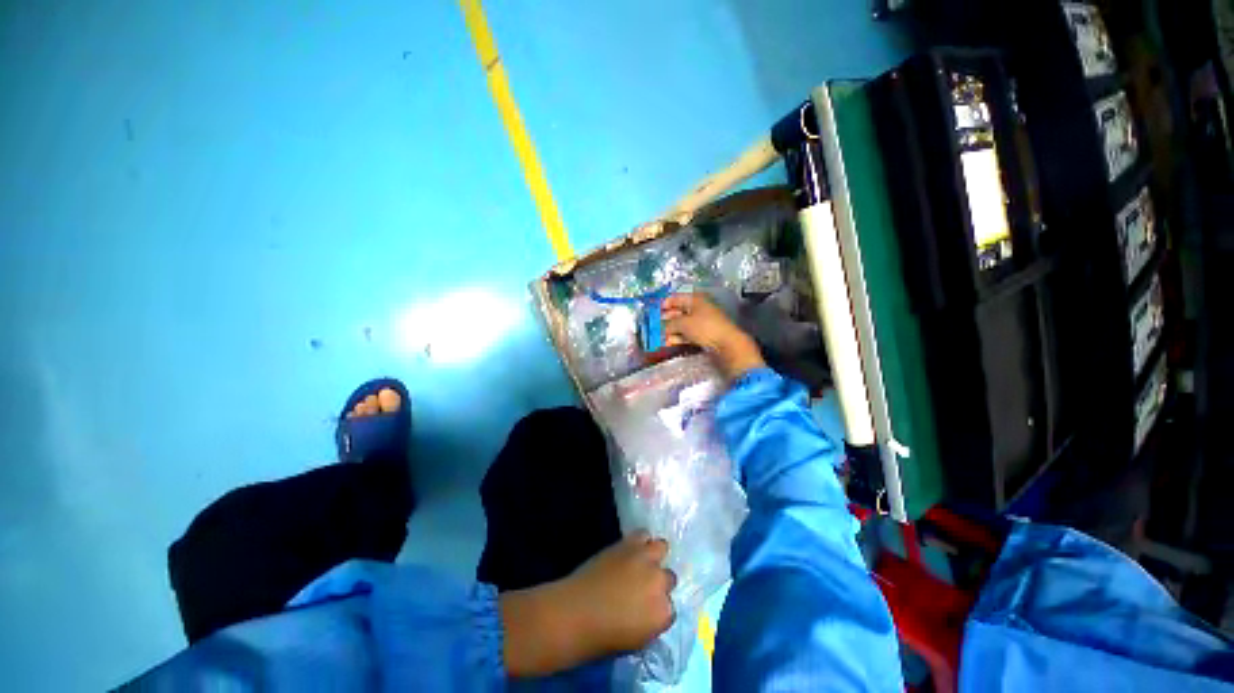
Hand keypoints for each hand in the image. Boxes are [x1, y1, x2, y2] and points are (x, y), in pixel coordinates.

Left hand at [500, 531, 675, 676]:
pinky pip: (643, 534)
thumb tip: (651, 607)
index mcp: (663, 614)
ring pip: (661, 548)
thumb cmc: (602, 636)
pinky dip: (640, 540)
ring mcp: (645, 560)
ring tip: (642, 560)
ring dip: (654, 554)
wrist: (575, 612)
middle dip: (658, 581)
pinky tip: (633, 549)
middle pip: (669, 577)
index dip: (657, 606)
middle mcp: (659, 583)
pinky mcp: (629, 543)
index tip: (646, 607)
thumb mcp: (636, 638)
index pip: (671, 607)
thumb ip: (651, 620)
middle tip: (642, 585)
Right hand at [662, 293, 765, 378]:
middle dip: (667, 318)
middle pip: (679, 311)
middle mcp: (699, 308)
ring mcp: (702, 321)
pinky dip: (678, 336)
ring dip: (671, 329)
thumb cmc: (704, 327)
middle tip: (655, 324)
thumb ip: (670, 324)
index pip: (676, 298)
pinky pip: (688, 333)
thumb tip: (663, 328)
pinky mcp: (704, 334)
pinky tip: (669, 342)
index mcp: (695, 299)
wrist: (726, 343)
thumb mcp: (683, 323)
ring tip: (660, 335)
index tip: (654, 310)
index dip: (665, 303)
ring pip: (683, 323)